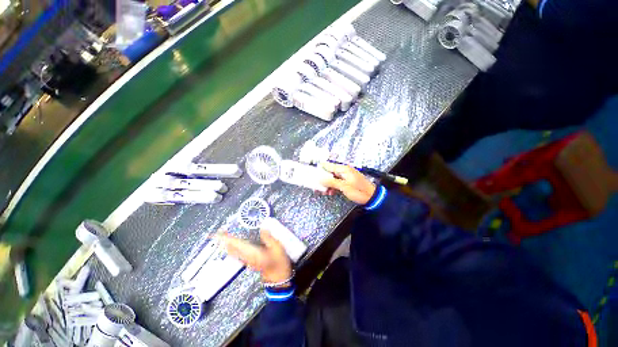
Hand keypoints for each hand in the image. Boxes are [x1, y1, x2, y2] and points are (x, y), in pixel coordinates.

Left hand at [219, 230, 292, 284]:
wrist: (279, 279)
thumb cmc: (279, 263)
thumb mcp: (277, 248)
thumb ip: (269, 238)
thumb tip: (262, 227)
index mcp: (252, 253)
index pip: (236, 244)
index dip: (227, 238)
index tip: (218, 232)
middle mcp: (246, 257)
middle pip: (232, 248)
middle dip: (225, 240)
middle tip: (219, 232)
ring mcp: (247, 261)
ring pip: (233, 251)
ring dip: (228, 244)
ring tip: (224, 236)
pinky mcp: (250, 262)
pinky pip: (237, 254)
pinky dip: (233, 248)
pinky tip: (233, 245)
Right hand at [320, 161, 376, 204]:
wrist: (372, 198)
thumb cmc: (360, 191)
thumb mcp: (344, 187)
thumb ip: (331, 182)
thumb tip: (320, 179)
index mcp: (344, 169)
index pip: (329, 165)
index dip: (320, 168)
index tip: (312, 172)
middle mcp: (344, 171)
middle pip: (329, 173)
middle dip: (322, 179)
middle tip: (316, 185)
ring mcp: (345, 177)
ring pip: (332, 179)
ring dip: (327, 185)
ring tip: (322, 191)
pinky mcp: (346, 183)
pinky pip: (336, 183)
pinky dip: (332, 187)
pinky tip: (329, 192)